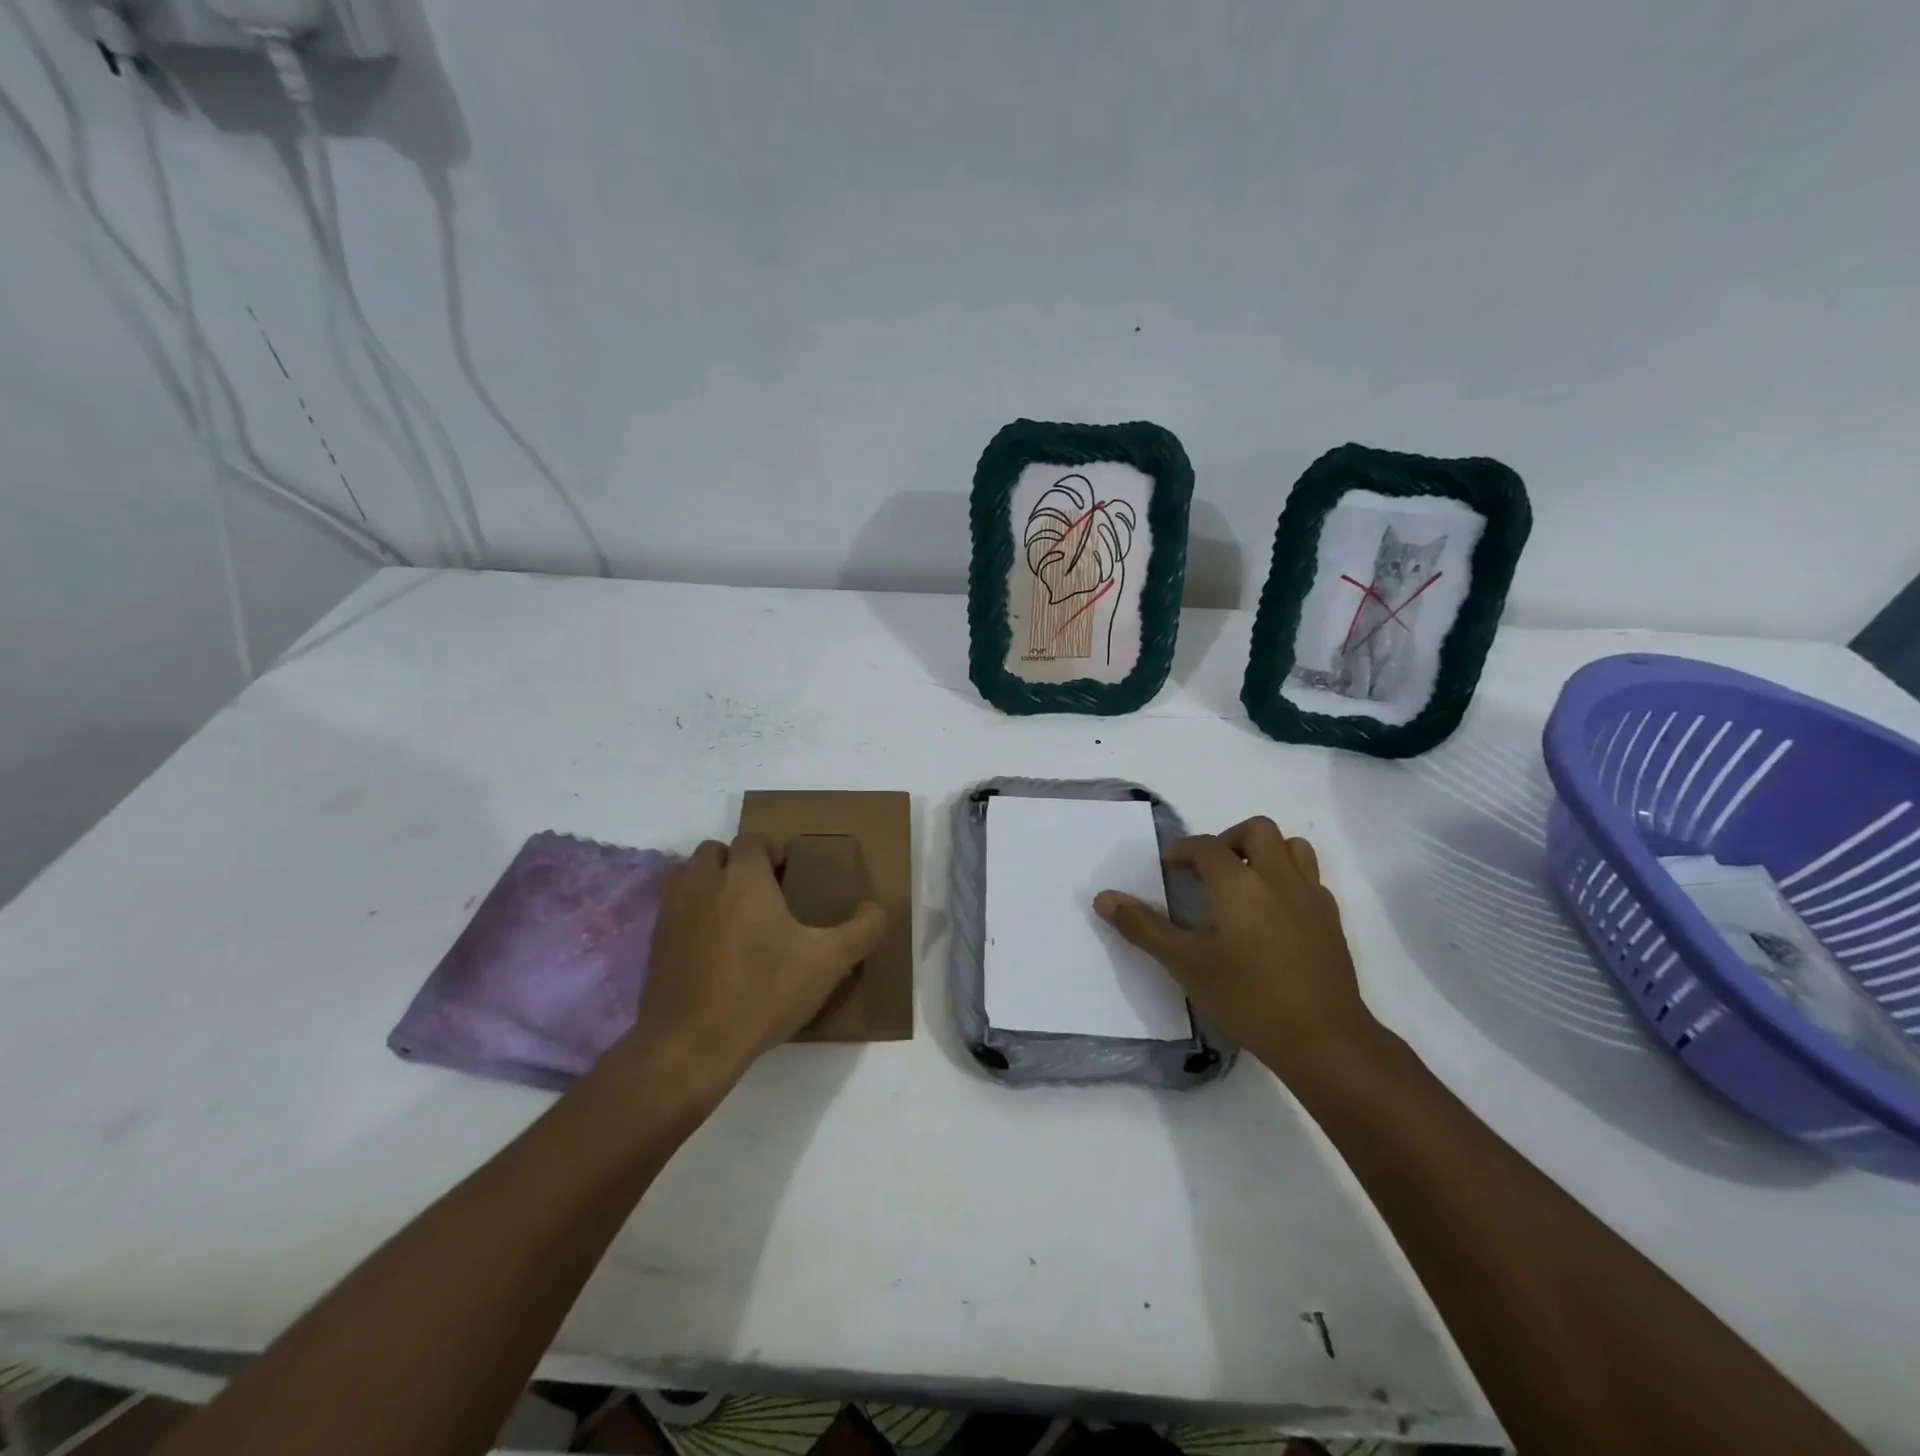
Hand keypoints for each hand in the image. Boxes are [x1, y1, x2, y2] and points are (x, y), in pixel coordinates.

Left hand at [620, 834, 885, 1094]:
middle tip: (762, 895)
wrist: (691, 1046)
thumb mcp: (828, 963)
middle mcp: (703, 883)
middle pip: (715, 851)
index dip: (772, 852)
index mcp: (744, 877)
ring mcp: (673, 912)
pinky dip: (691, 913)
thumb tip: (878, 909)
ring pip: (687, 875)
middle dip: (737, 863)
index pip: (753, 840)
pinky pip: (672, 908)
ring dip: (708, 882)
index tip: (789, 879)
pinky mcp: (655, 942)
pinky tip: (711, 948)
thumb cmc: (763, 993)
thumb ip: (863, 930)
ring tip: (733, 914)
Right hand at [1094, 816, 1377, 1076]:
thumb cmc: (1246, 996)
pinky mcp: (1331, 920)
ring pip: (1292, 847)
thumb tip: (1104, 898)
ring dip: (1265, 852)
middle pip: (1257, 831)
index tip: (1170, 869)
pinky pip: (1310, 879)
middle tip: (1209, 870)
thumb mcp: (1184, 963)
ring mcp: (1310, 897)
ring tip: (1244, 882)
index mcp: (1238, 882)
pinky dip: (1288, 880)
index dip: (1183, 850)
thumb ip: (1143, 927)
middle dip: (1228, 839)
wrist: (1323, 1038)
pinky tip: (1274, 914)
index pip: (1206, 846)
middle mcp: (1277, 877)